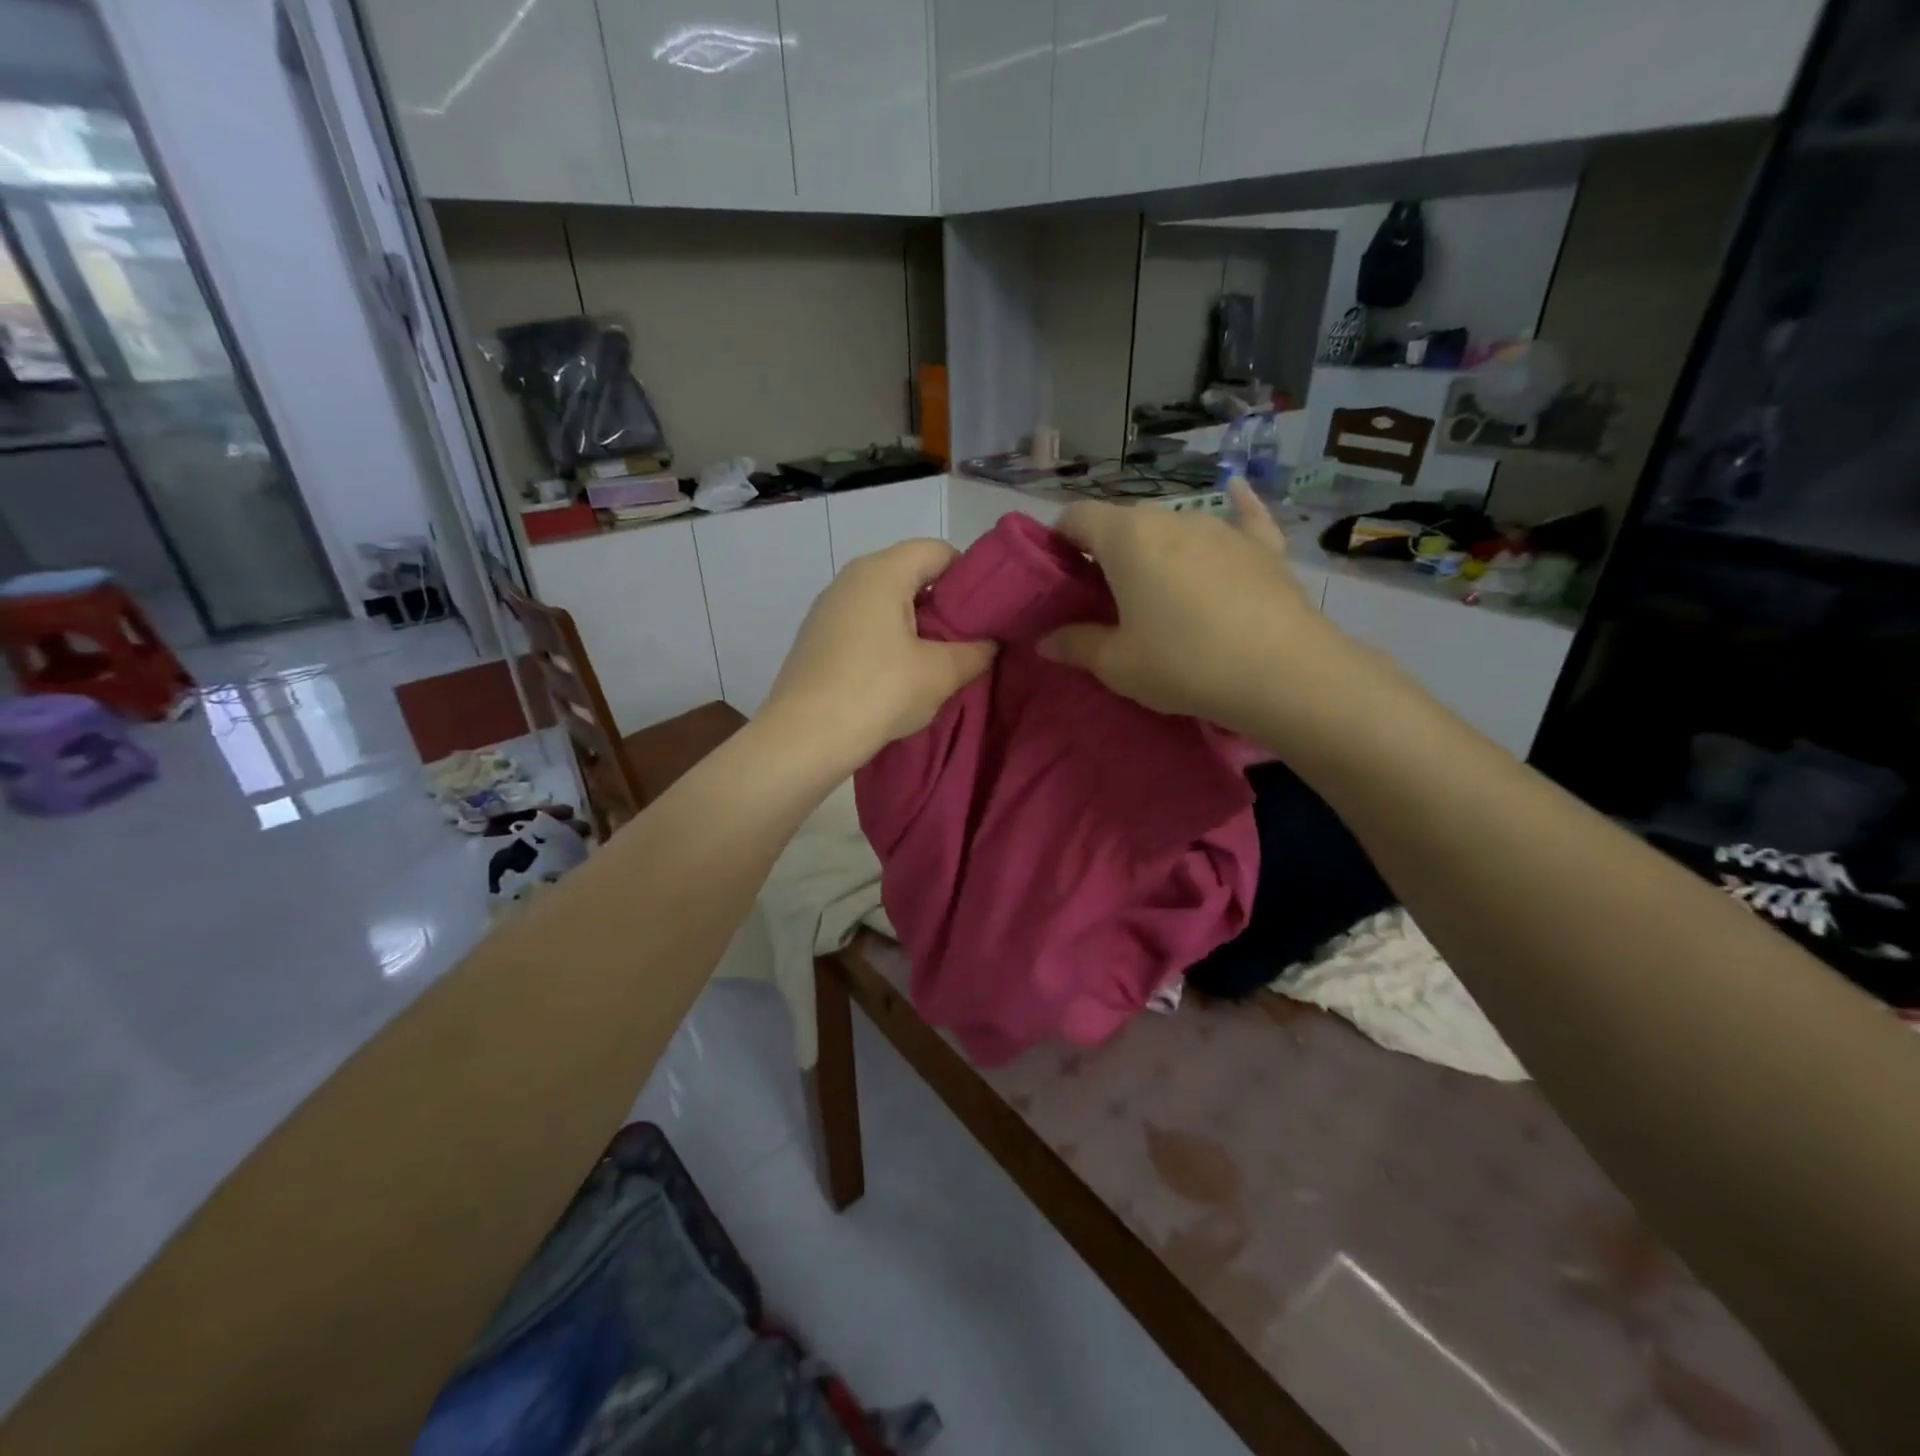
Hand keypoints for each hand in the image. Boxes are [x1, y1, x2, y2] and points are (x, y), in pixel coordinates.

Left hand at [761, 538, 994, 769]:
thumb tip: (990, 644)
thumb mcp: (940, 674)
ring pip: (887, 603)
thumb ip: (976, 652)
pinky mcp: (817, 638)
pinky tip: (897, 678)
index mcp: (881, 572)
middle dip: (944, 605)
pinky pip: (864, 626)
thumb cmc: (878, 693)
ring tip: (935, 664)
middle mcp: (850, 579)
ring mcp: (828, 608)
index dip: (969, 577)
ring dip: (916, 627)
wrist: (803, 739)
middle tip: (966, 641)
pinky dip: (888, 641)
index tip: (985, 613)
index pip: (938, 551)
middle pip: (911, 574)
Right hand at [1040, 479, 1337, 733]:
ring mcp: (1222, 528)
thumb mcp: (1117, 664)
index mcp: (1127, 538)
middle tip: (1103, 594)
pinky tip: (1236, 492)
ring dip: (1156, 547)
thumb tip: (1046, 641)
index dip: (1059, 538)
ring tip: (1157, 586)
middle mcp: (1172, 518)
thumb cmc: (1183, 663)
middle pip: (1124, 522)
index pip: (1077, 516)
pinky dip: (1234, 508)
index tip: (1057, 572)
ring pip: (1174, 525)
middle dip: (1106, 549)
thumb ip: (1076, 645)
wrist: (1282, 673)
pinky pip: (1244, 517)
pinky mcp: (1262, 546)